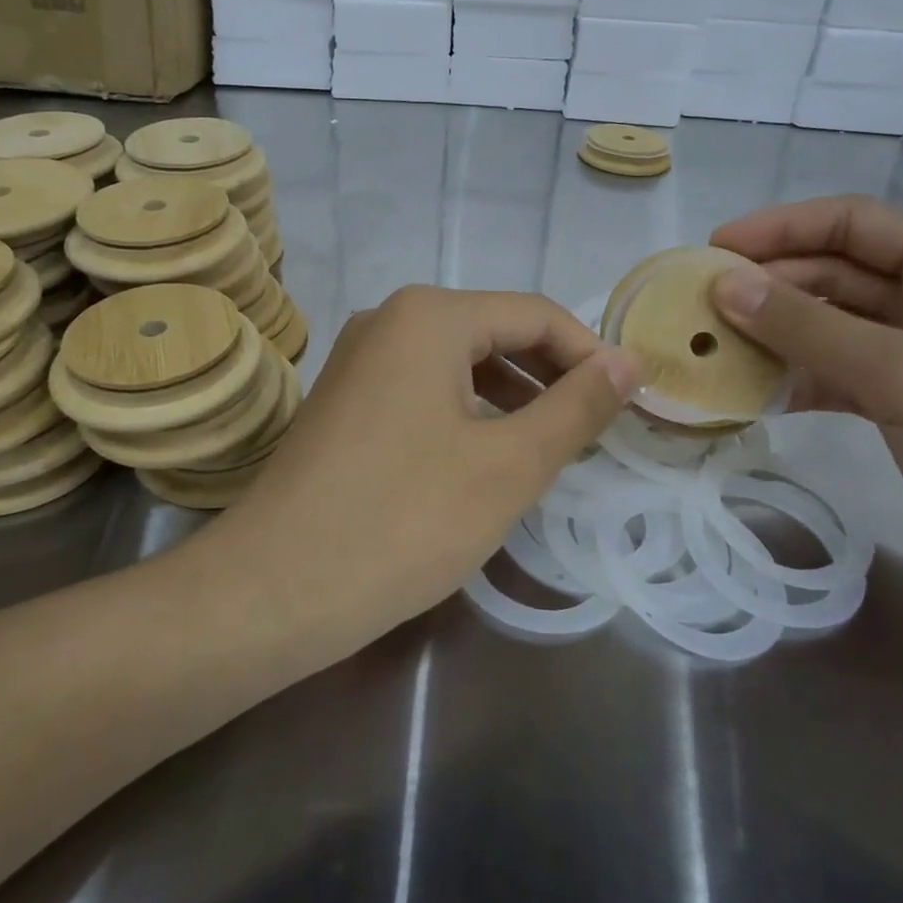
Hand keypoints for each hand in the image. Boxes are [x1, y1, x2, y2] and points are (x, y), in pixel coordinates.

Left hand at [211, 287, 640, 645]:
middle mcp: (390, 318)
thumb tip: (629, 362)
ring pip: (460, 360)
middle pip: (495, 330)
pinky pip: (425, 386)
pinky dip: (468, 410)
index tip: (627, 404)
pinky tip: (487, 453)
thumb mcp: (508, 465)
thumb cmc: (403, 521)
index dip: (589, 355)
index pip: (535, 314)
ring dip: (512, 394)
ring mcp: (360, 356)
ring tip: (551, 445)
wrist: (273, 588)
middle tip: (595, 428)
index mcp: (430, 315)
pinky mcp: (346, 397)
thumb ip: (576, 407)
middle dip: (551, 375)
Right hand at [709, 196, 902, 626]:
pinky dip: (803, 381)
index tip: (712, 249)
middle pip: (840, 275)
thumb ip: (809, 326)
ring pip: (838, 329)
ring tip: (713, 349)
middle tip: (698, 307)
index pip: (853, 223)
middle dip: (770, 286)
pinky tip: (756, 395)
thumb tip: (724, 283)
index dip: (779, 228)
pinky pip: (848, 378)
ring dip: (780, 335)